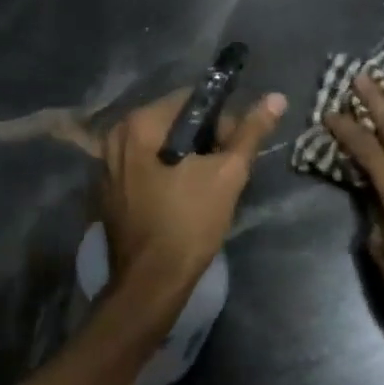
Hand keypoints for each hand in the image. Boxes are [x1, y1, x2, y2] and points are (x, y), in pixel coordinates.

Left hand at [98, 87, 286, 324]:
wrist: (150, 286)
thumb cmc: (189, 224)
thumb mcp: (227, 174)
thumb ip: (250, 132)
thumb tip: (276, 98)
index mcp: (138, 124)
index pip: (189, 100)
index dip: (220, 119)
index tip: (235, 147)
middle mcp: (115, 136)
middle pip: (172, 121)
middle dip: (203, 139)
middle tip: (224, 169)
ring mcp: (106, 164)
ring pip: (159, 144)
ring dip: (185, 156)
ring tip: (207, 185)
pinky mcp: (107, 190)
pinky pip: (144, 165)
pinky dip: (165, 172)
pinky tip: (182, 197)